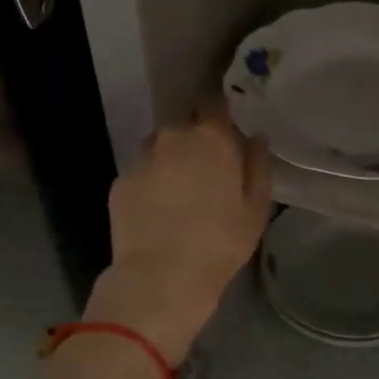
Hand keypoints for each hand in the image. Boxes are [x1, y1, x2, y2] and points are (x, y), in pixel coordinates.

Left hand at [87, 102, 272, 361]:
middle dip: (195, 139)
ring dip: (171, 160)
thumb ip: (258, 165)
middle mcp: (172, 137)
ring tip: (181, 192)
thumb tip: (256, 138)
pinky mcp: (120, 182)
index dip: (219, 111)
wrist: (161, 277)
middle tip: (208, 169)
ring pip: (160, 147)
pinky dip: (152, 183)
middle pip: (184, 125)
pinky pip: (142, 173)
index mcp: (210, 137)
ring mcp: (142, 159)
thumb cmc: (220, 241)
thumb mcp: (256, 207)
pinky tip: (159, 210)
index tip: (226, 128)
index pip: (212, 101)